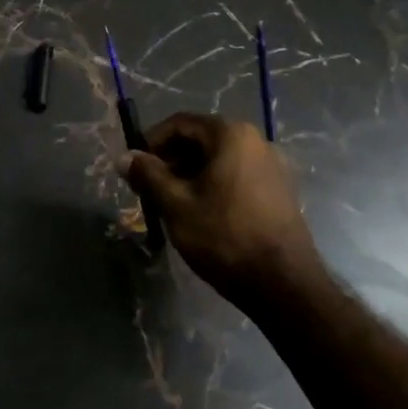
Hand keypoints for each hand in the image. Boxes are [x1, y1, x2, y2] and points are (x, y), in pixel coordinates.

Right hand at [123, 113, 320, 305]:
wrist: (284, 284)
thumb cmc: (224, 236)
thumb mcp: (176, 205)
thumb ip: (148, 175)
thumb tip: (123, 157)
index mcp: (231, 135)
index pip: (180, 123)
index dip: (151, 141)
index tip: (135, 167)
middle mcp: (255, 141)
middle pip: (200, 140)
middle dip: (170, 160)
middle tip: (149, 189)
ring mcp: (271, 166)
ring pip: (218, 160)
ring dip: (189, 175)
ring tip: (171, 204)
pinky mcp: (279, 191)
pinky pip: (236, 176)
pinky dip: (212, 186)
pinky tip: (201, 214)